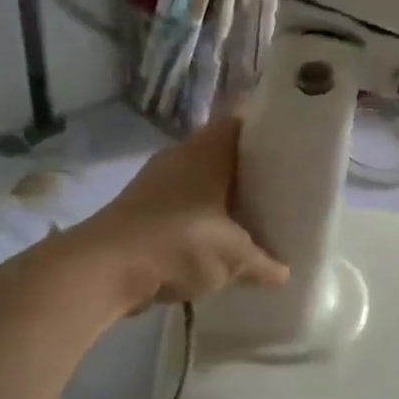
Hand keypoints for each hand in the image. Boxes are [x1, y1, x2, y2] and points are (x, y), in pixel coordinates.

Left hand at [76, 118, 287, 310]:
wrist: (104, 269)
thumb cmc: (180, 243)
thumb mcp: (235, 257)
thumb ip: (264, 263)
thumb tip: (285, 274)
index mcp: (208, 150)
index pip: (245, 124)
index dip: (270, 135)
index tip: (294, 153)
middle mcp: (181, 155)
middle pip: (224, 154)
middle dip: (250, 173)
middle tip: (282, 191)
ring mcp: (157, 181)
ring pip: (201, 181)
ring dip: (223, 198)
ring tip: (254, 217)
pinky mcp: (141, 208)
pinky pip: (183, 204)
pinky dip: (201, 217)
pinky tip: (217, 240)